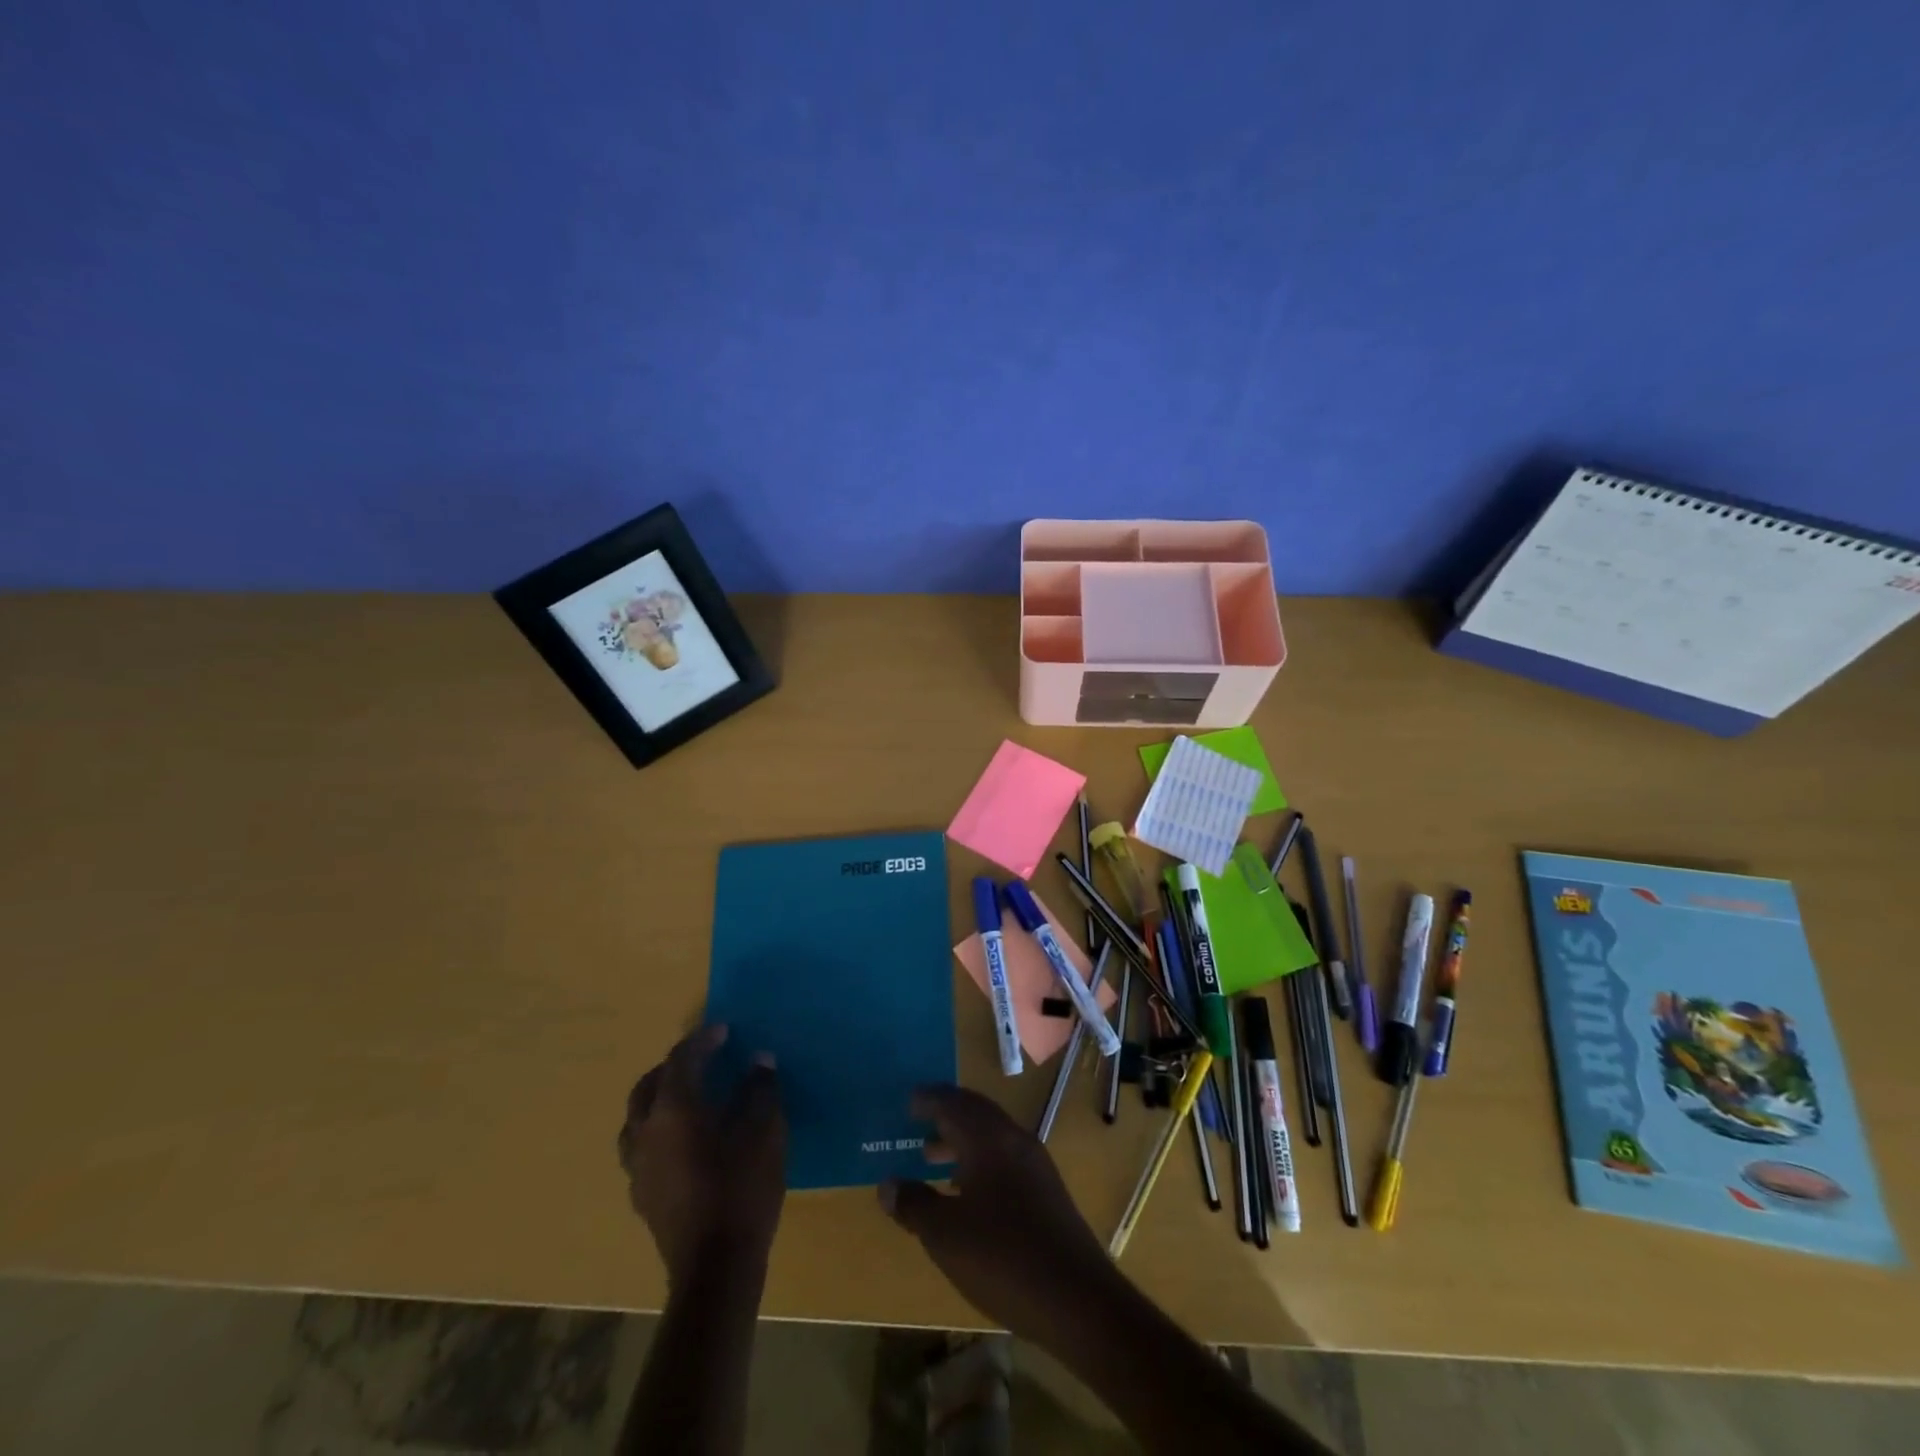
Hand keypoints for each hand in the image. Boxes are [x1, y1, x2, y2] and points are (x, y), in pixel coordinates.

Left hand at [617, 1025, 785, 1284]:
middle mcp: (646, 1134)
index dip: (702, 1041)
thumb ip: (760, 1090)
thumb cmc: (742, 1188)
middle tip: (701, 1060)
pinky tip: (683, 1143)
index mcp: (673, 1110)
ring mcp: (638, 1169)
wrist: (716, 1268)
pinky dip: (658, 1133)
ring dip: (657, 1100)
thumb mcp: (764, 1131)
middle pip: (647, 1087)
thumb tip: (759, 1061)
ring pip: (636, 1121)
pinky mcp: (642, 1198)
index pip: (680, 1061)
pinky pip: (641, 1150)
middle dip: (672, 1067)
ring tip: (686, 1099)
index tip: (724, 1031)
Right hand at [878, 1085, 1121, 1343]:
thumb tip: (888, 1184)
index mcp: (988, 1138)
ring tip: (931, 1157)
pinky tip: (967, 1192)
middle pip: (975, 1112)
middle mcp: (1013, 1139)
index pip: (953, 1103)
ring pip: (991, 1136)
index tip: (908, 1100)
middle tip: (918, 1120)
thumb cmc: (1003, 1257)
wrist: (1078, 1299)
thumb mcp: (945, 1235)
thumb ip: (914, 1204)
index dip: (929, 1099)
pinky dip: (979, 1160)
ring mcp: (1035, 1164)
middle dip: (946, 1113)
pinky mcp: (1046, 1190)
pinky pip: (1004, 1157)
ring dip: (961, 1139)